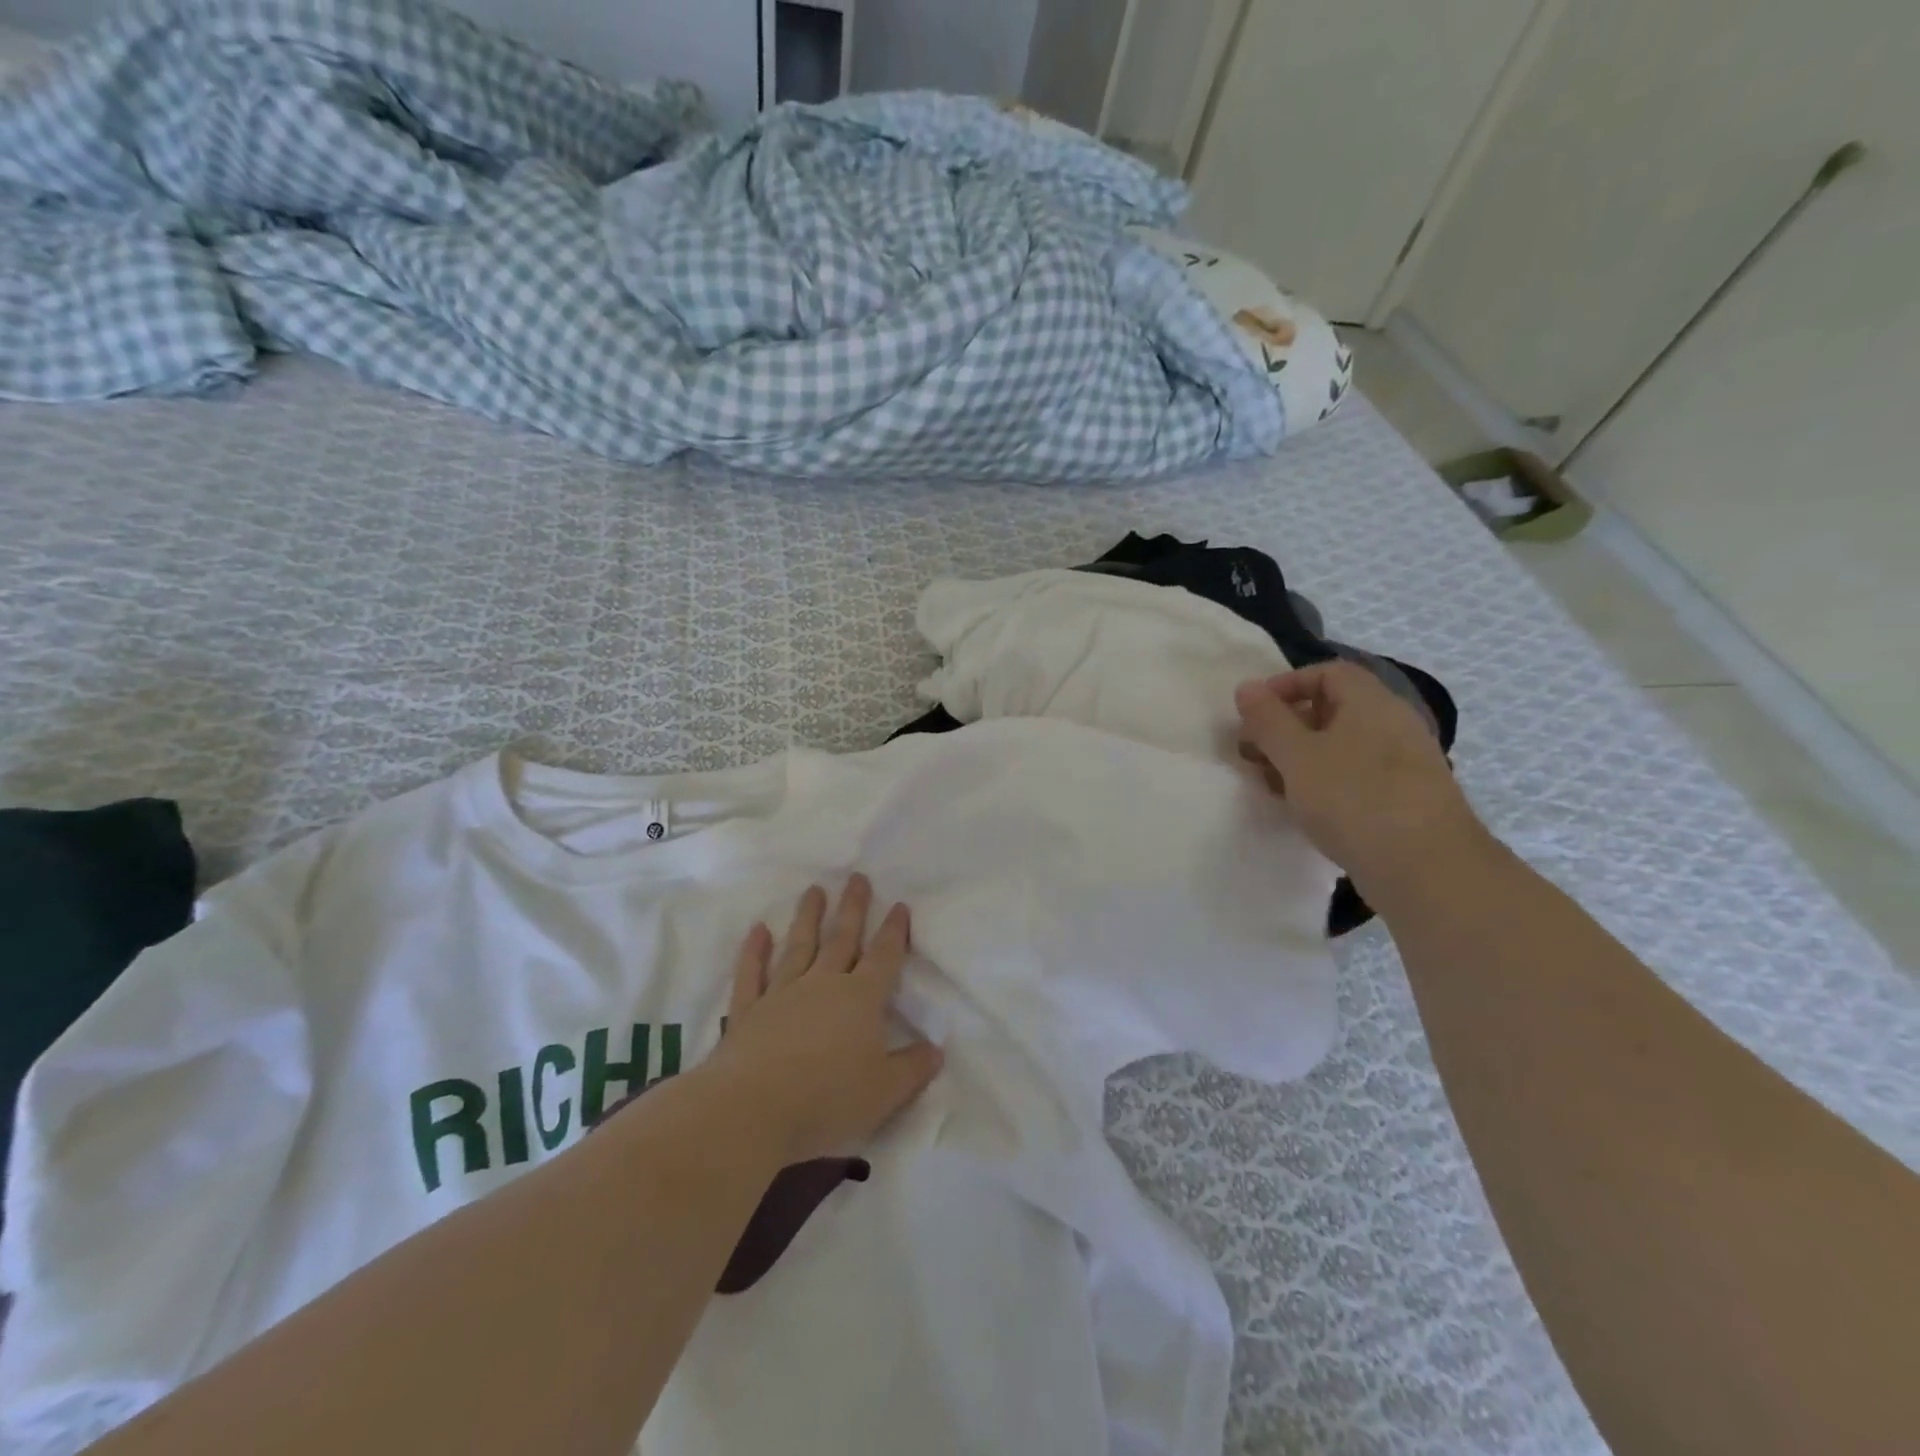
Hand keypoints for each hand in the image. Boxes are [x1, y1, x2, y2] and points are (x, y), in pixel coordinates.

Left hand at [700, 875, 942, 1166]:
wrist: (752, 1110)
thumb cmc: (827, 1100)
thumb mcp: (885, 1092)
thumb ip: (913, 1068)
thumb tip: (936, 1049)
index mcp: (861, 999)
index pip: (884, 957)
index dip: (894, 931)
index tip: (899, 905)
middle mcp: (823, 985)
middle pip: (842, 939)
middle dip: (853, 908)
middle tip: (857, 878)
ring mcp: (781, 993)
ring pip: (798, 946)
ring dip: (808, 917)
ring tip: (814, 890)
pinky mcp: (747, 1011)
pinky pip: (752, 973)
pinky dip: (754, 951)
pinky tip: (758, 930)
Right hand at [1235, 662, 1488, 897]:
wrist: (1426, 868)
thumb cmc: (1353, 799)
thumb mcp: (1297, 756)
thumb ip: (1268, 720)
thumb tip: (1246, 687)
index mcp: (1371, 702)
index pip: (1327, 673)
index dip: (1286, 685)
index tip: (1254, 714)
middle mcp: (1393, 724)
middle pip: (1333, 709)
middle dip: (1287, 726)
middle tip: (1255, 753)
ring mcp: (1404, 763)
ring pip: (1343, 746)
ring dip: (1302, 758)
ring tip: (1273, 785)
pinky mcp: (1406, 799)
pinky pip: (1357, 776)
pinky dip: (1326, 783)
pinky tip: (1307, 809)